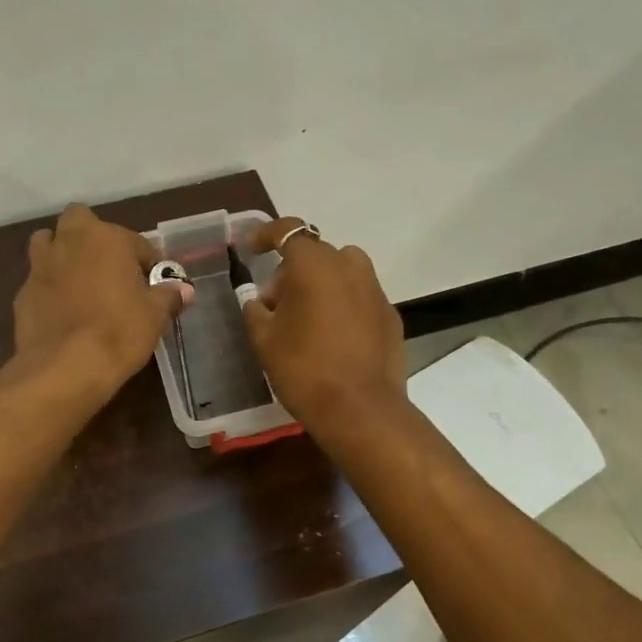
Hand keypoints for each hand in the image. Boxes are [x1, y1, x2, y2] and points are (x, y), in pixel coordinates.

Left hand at [10, 204, 192, 400]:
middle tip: (109, 268)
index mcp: (106, 238)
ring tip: (79, 283)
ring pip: (48, 244)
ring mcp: (40, 266)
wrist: (65, 368)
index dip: (148, 262)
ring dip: (62, 254)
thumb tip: (182, 289)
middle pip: (79, 220)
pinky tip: (61, 314)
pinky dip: (49, 290)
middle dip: (92, 237)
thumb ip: (168, 296)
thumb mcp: (155, 316)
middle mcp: (69, 241)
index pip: (136, 241)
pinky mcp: (22, 294)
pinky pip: (39, 281)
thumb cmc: (119, 332)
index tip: (154, 285)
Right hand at [241, 218, 405, 426]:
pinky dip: (343, 304)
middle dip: (291, 271)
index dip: (266, 235)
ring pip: (342, 271)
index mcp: (314, 266)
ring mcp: (375, 290)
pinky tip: (332, 337)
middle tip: (274, 305)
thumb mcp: (264, 339)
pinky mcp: (390, 315)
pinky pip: (360, 296)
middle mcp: (349, 267)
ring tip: (306, 317)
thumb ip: (256, 310)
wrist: (360, 410)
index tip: (251, 248)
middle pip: (315, 254)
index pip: (287, 231)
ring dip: (321, 283)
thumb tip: (259, 301)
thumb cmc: (304, 368)